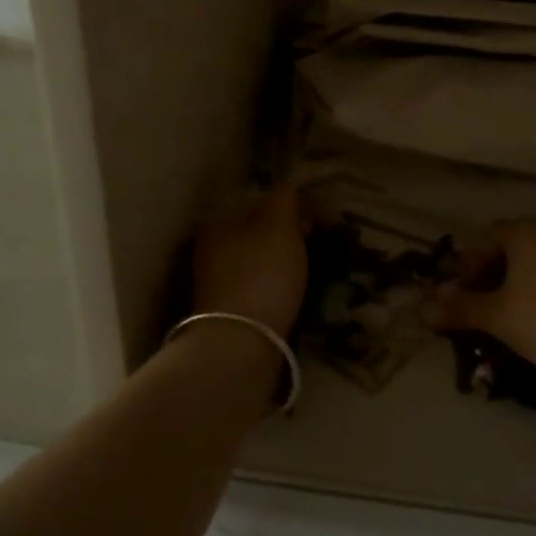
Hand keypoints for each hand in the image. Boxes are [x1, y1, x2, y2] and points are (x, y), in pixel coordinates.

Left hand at [190, 186, 308, 337]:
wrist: (239, 345)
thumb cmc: (261, 274)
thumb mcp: (279, 225)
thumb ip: (285, 198)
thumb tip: (290, 190)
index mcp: (219, 222)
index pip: (263, 202)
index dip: (297, 207)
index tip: (324, 223)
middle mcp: (211, 249)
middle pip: (260, 231)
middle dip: (291, 235)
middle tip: (319, 246)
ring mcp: (217, 283)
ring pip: (260, 259)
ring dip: (284, 261)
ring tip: (310, 271)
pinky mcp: (228, 312)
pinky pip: (259, 286)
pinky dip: (277, 286)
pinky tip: (292, 294)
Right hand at [424, 221, 535, 390]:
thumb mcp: (497, 317)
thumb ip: (459, 309)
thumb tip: (422, 309)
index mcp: (525, 232)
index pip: (486, 239)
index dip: (469, 267)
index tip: (463, 296)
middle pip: (512, 247)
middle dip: (492, 275)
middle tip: (483, 306)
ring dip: (518, 283)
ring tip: (512, 315)